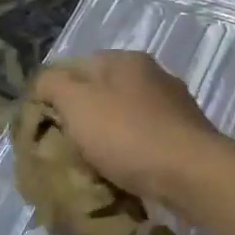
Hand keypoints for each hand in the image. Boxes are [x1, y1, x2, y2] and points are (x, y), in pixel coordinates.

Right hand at [27, 52, 224, 210]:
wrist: (192, 174)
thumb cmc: (128, 134)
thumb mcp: (76, 102)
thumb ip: (52, 84)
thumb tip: (43, 82)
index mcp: (125, 60)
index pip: (75, 66)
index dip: (53, 94)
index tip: (42, 126)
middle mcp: (152, 75)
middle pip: (101, 93)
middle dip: (81, 120)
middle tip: (64, 149)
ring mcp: (172, 105)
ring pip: (123, 118)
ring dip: (106, 139)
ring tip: (90, 167)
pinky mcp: (184, 136)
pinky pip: (144, 141)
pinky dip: (130, 154)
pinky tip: (122, 174)